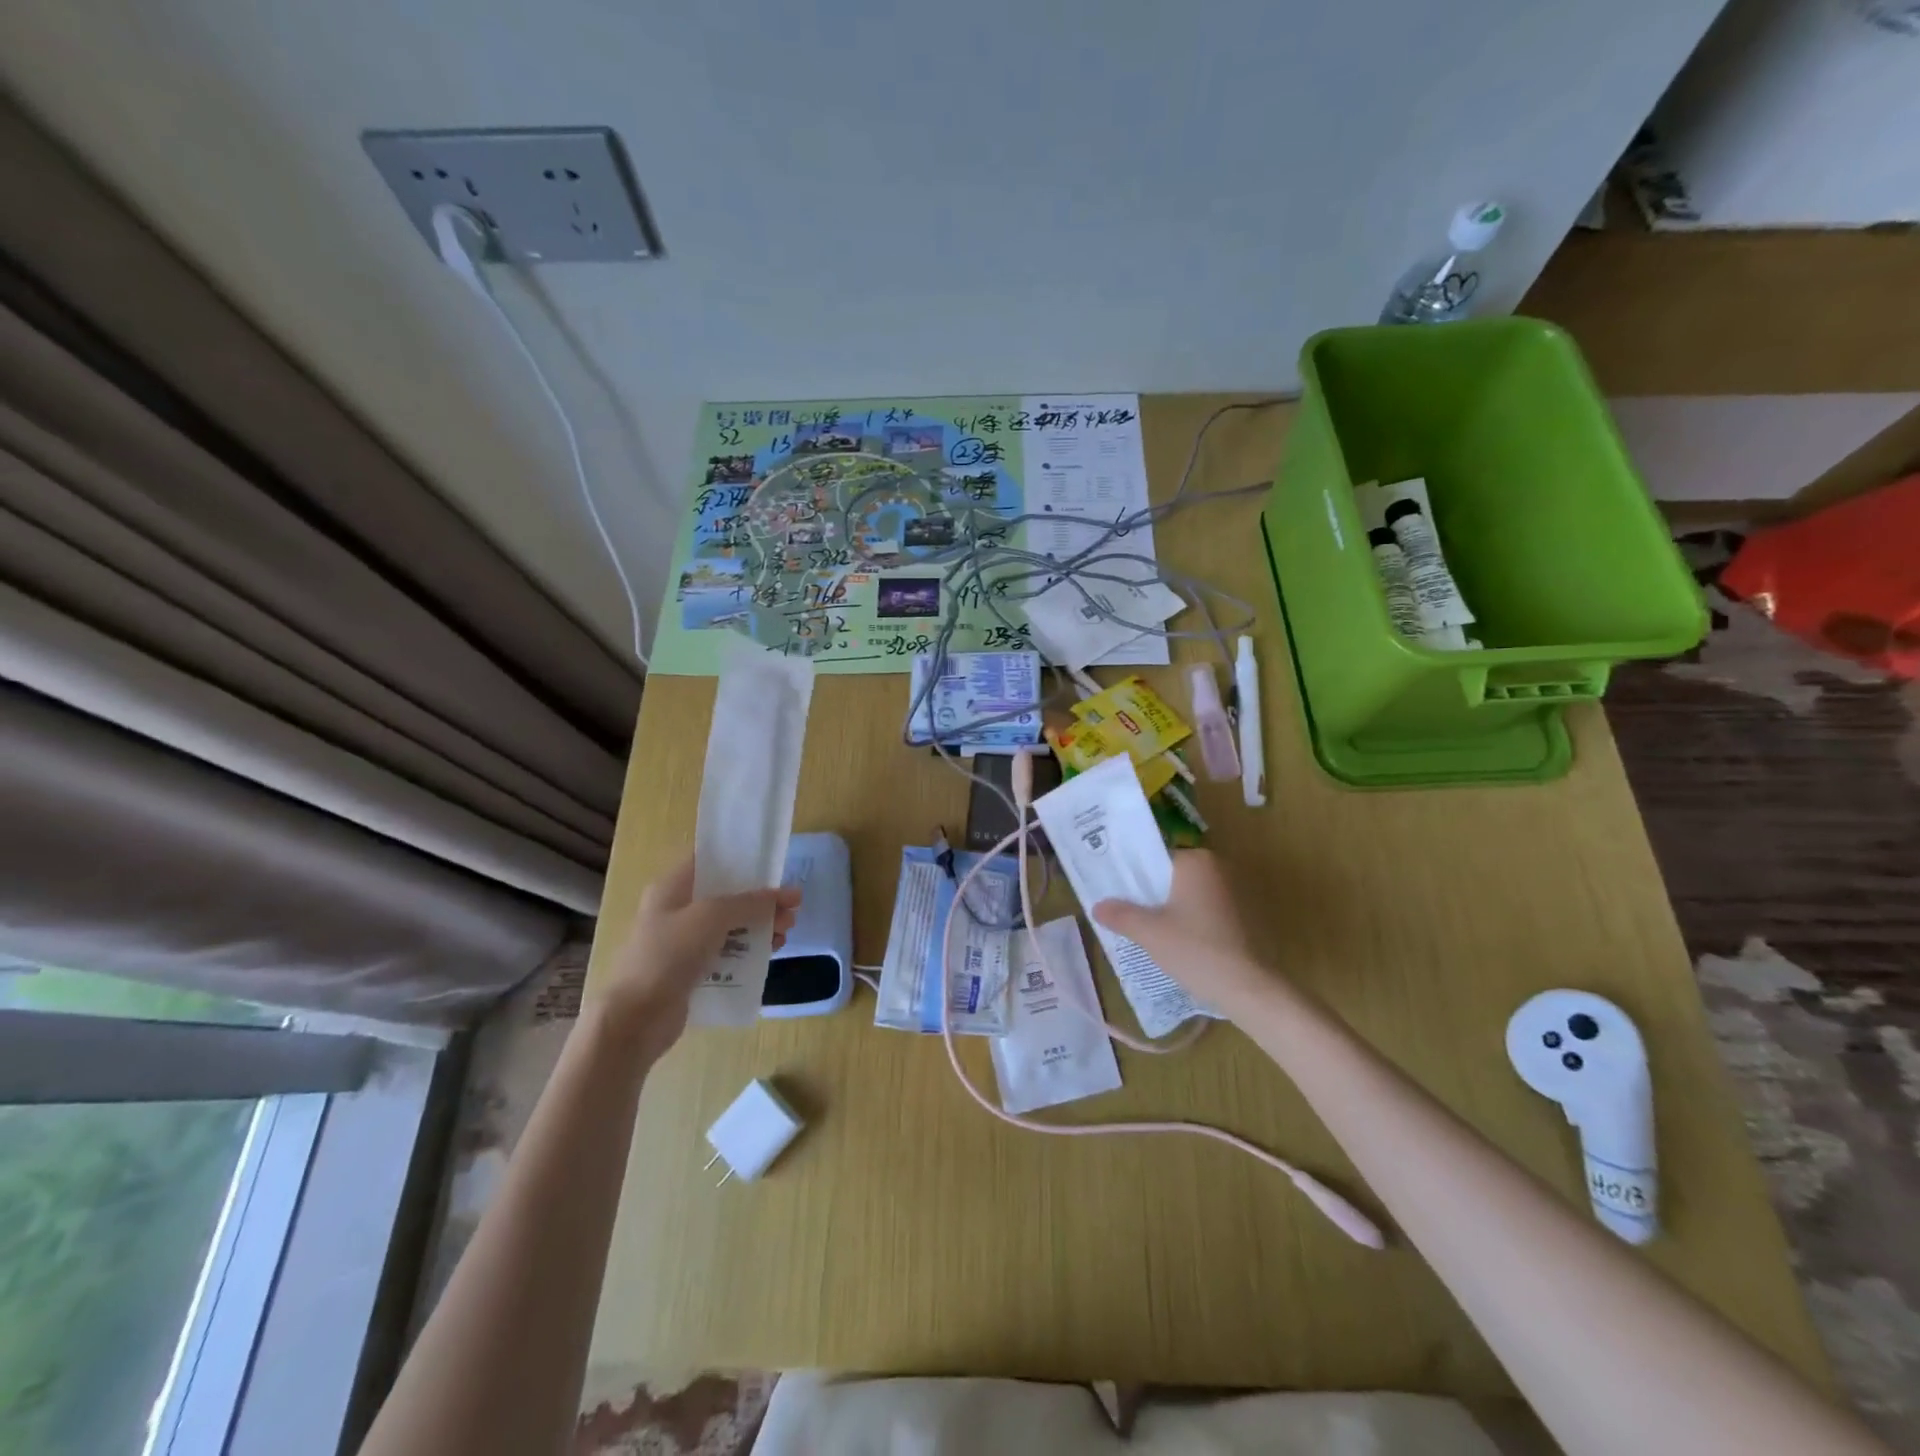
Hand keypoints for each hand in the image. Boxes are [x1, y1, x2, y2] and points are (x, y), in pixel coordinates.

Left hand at [595, 856, 799, 1056]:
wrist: (636, 1019)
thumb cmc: (668, 955)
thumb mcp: (712, 917)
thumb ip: (750, 902)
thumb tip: (787, 894)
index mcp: (673, 887)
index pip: (709, 860)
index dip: (742, 859)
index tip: (773, 865)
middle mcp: (677, 910)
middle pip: (727, 895)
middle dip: (761, 899)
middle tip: (793, 908)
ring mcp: (684, 942)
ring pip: (730, 925)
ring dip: (760, 925)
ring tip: (787, 933)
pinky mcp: (692, 970)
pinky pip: (727, 952)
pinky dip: (749, 949)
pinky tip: (771, 953)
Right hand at [1091, 849, 1278, 1018]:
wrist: (1245, 988)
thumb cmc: (1194, 949)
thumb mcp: (1148, 932)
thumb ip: (1120, 915)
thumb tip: (1096, 906)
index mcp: (1195, 861)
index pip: (1153, 859)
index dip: (1131, 875)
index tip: (1113, 891)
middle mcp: (1215, 869)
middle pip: (1168, 876)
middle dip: (1147, 893)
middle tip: (1120, 909)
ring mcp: (1230, 892)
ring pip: (1183, 895)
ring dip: (1165, 908)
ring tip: (1139, 926)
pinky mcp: (1237, 916)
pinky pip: (1199, 909)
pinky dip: (1183, 920)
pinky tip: (1168, 939)